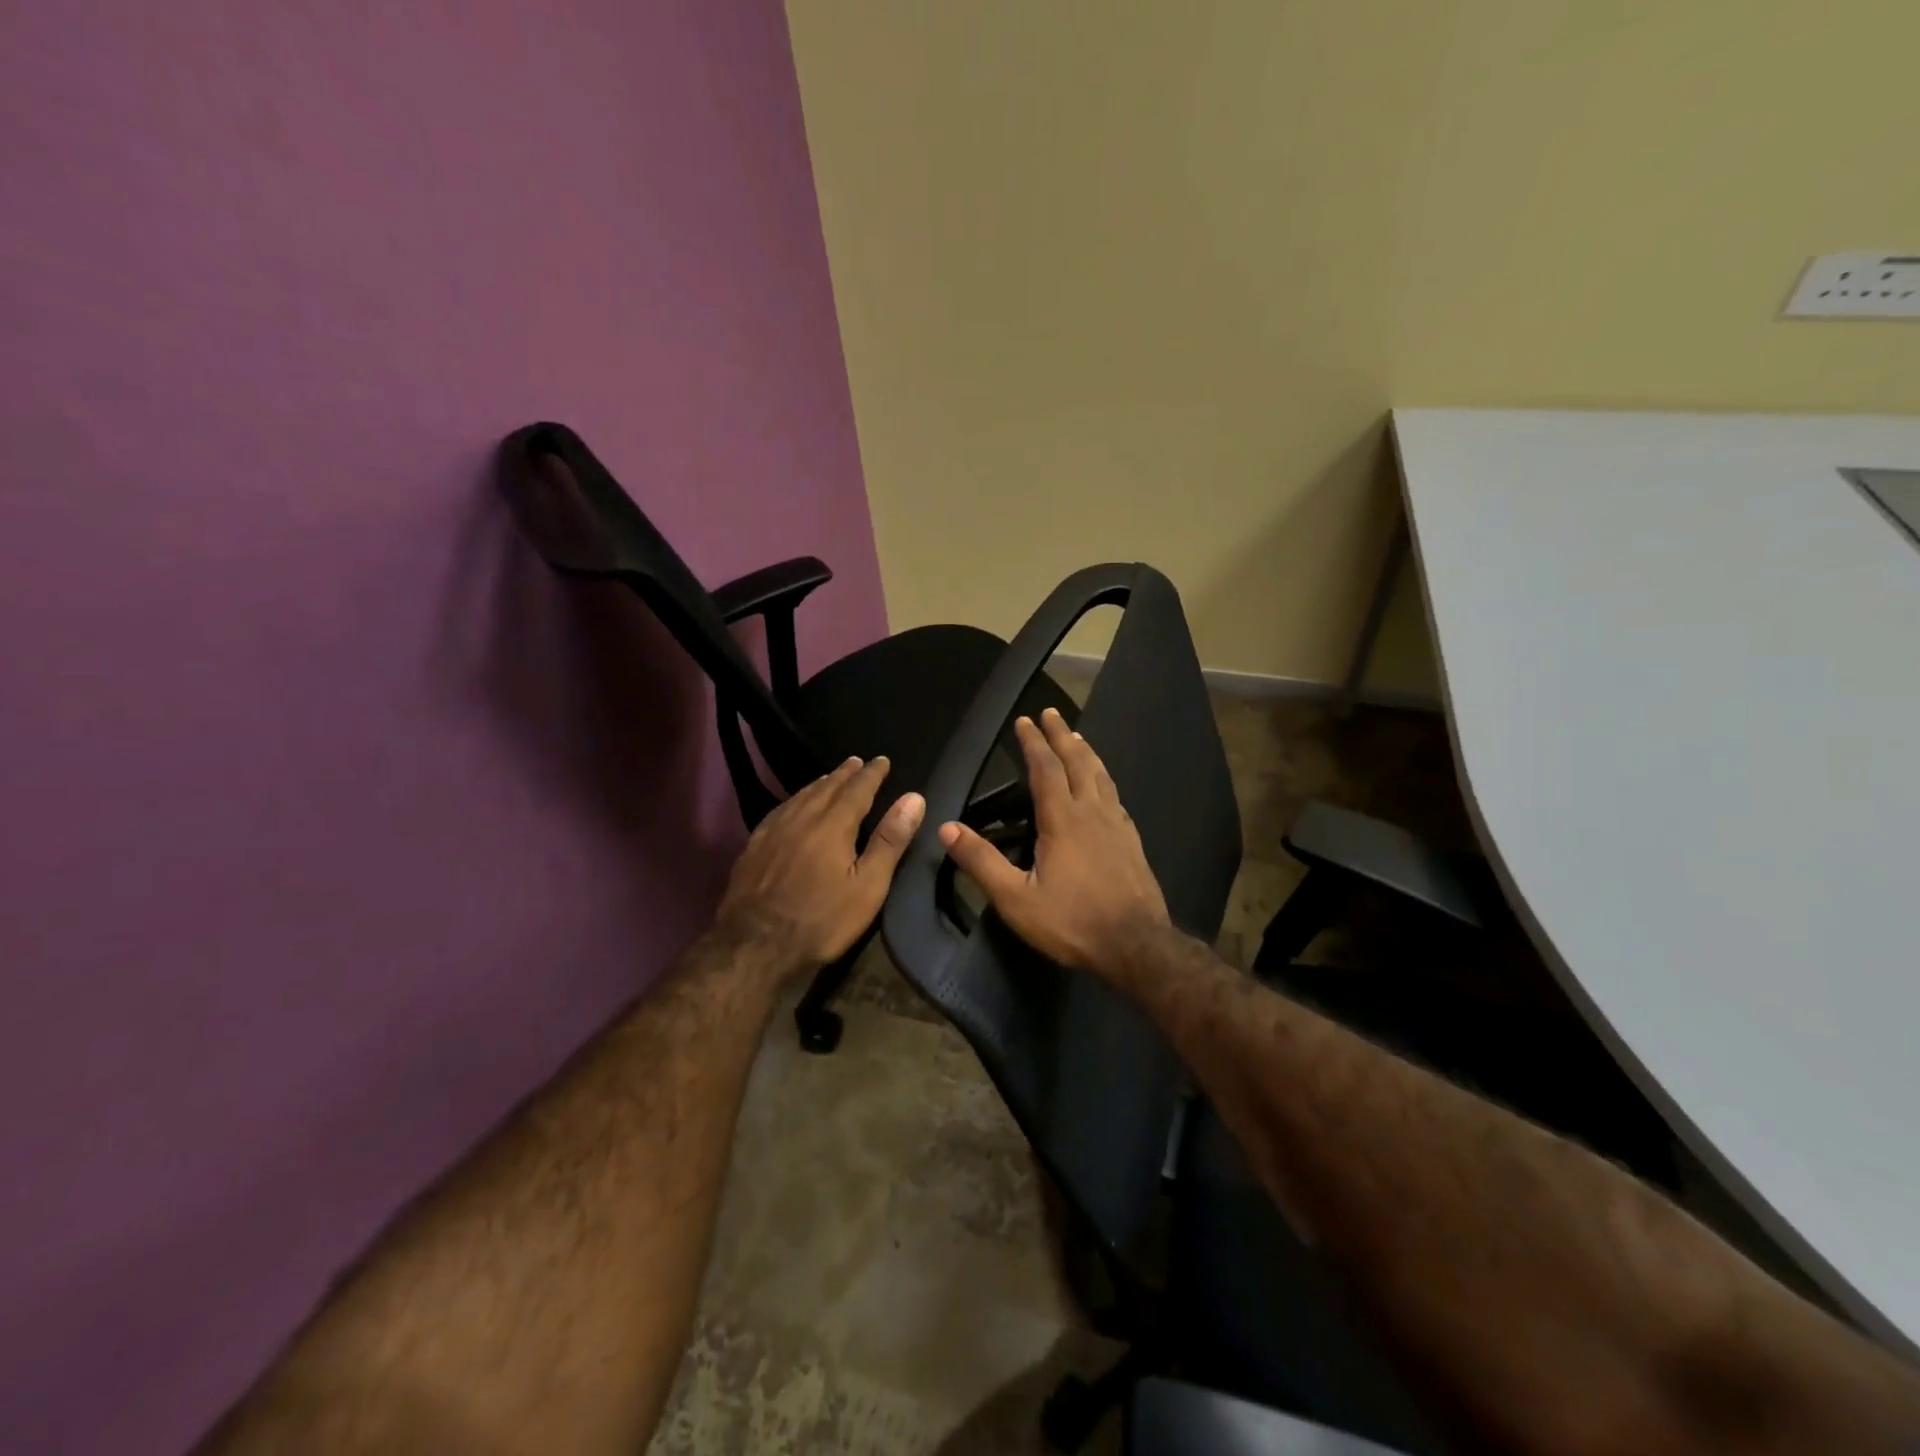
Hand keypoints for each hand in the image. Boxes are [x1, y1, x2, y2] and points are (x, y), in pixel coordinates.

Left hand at [714, 756, 924, 972]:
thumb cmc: (821, 920)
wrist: (754, 945)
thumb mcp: (868, 886)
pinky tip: (793, 806)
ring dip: (820, 783)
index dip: (872, 774)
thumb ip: (889, 841)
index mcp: (833, 825)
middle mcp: (802, 818)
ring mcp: (773, 831)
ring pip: (801, 796)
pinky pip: (780, 810)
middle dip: (845, 773)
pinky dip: (795, 800)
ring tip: (830, 777)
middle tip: (857, 761)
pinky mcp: (754, 846)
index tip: (882, 760)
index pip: (857, 789)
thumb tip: (913, 798)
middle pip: (827, 787)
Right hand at [938, 708, 1169, 972]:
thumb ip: (981, 862)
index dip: (1033, 743)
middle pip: (1077, 763)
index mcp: (1063, 820)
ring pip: (1101, 776)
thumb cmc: (1072, 922)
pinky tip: (1103, 786)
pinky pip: (1115, 796)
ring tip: (1077, 737)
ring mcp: (1117, 825)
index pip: (1046, 769)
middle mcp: (1092, 813)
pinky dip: (1104, 779)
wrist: (1136, 946)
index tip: (1024, 720)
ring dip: (1086, 752)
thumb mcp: (1016, 899)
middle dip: (1062, 735)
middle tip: (1051, 712)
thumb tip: (946, 828)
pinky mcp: (1132, 841)